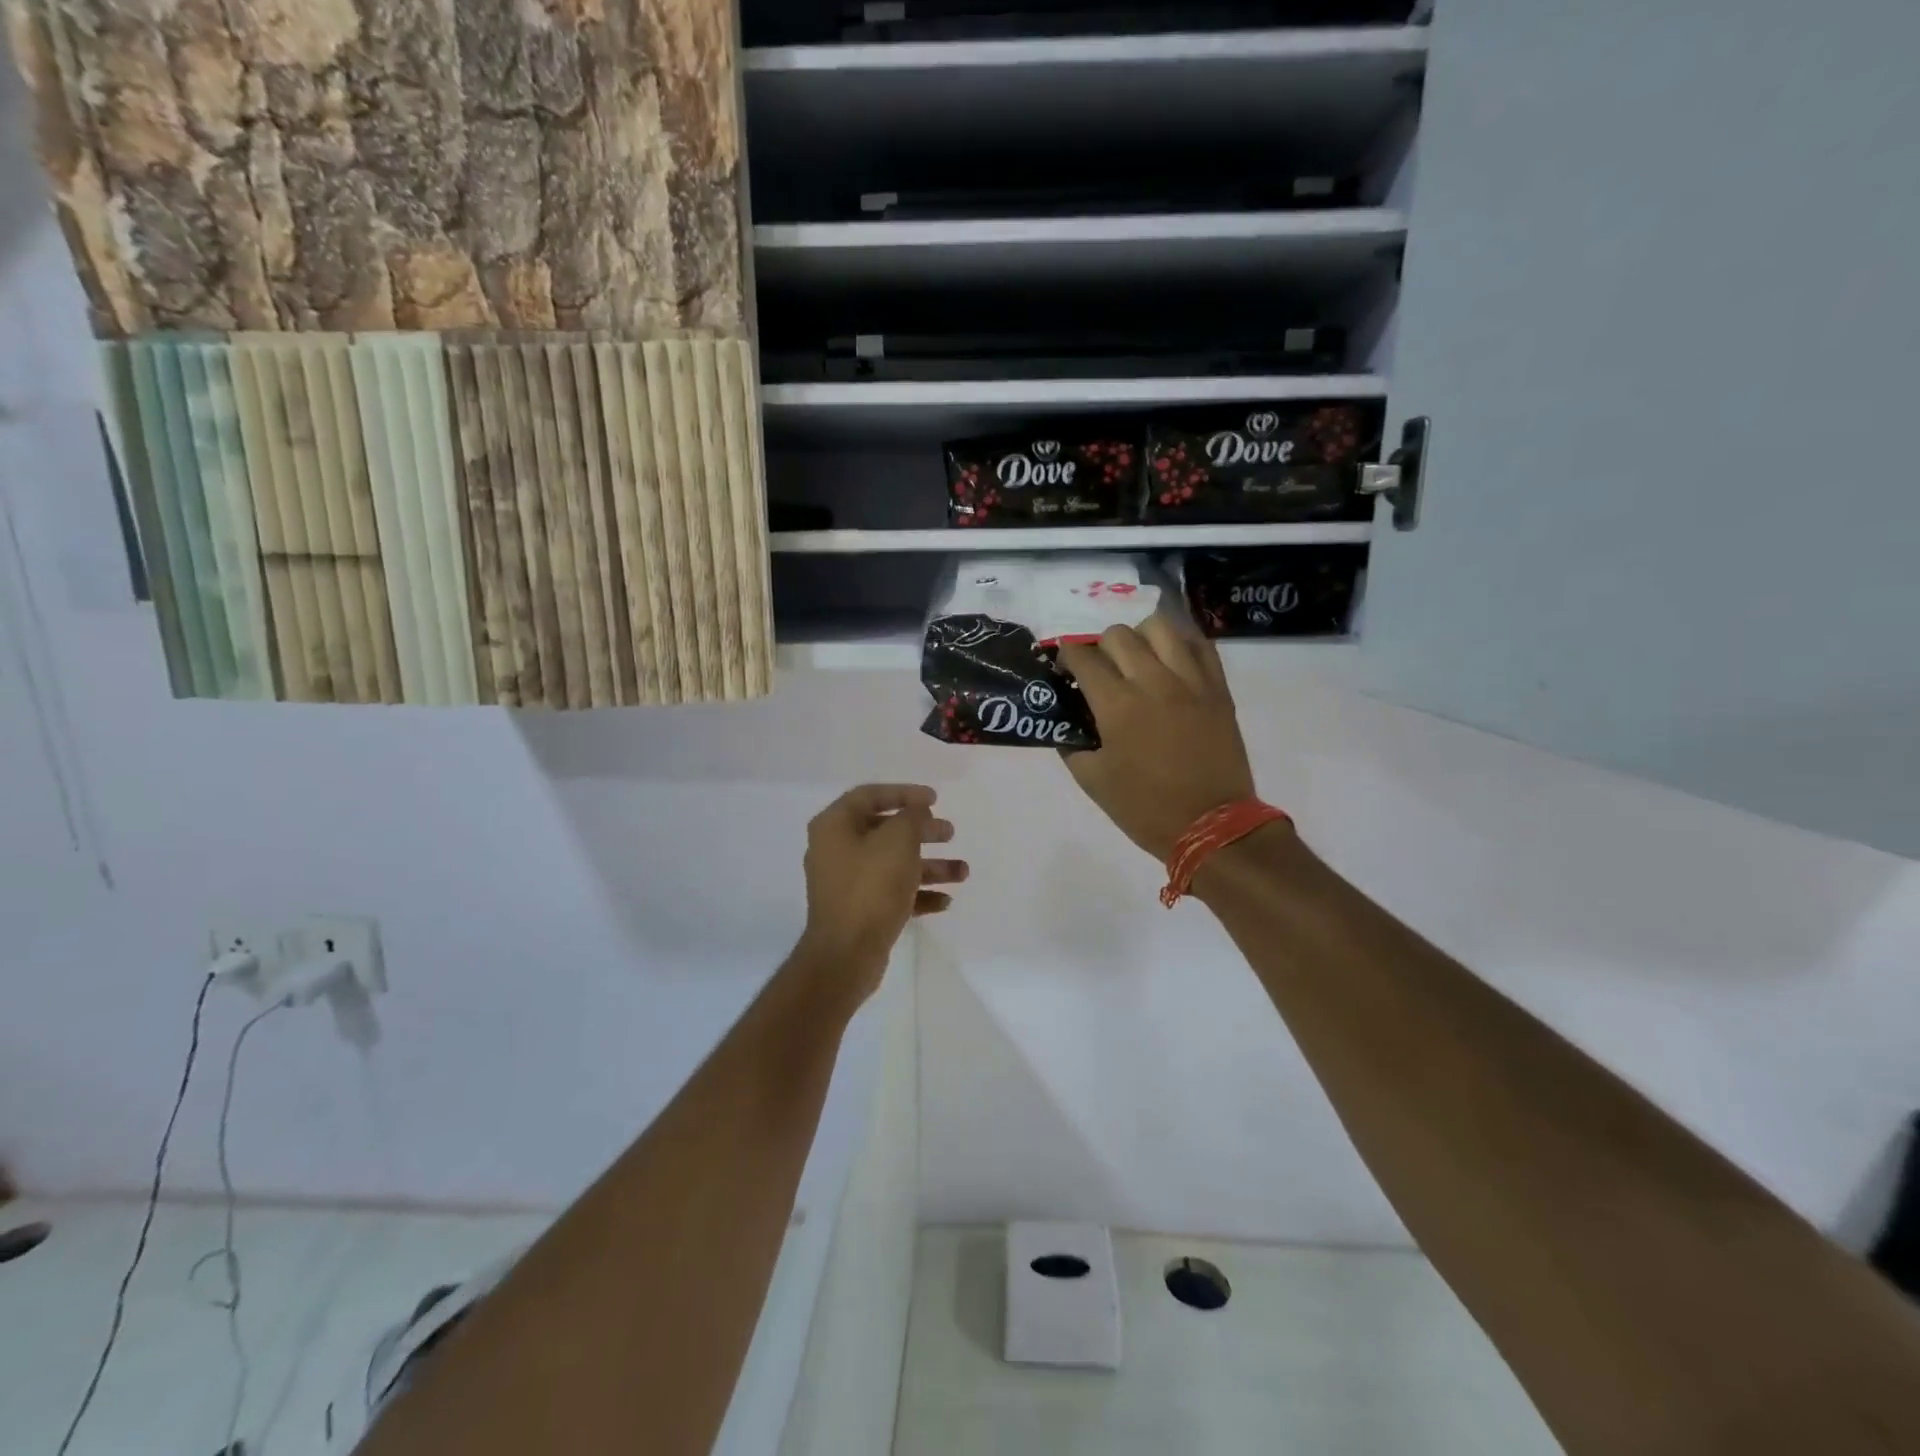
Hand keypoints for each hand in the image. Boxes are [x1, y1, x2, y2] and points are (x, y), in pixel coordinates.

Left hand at [796, 784, 967, 993]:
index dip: (904, 793)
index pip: (870, 795)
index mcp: (835, 826)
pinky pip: (892, 893)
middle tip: (950, 832)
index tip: (935, 799)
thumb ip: (912, 817)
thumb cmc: (871, 887)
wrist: (846, 954)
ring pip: (893, 864)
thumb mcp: (898, 841)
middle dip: (922, 831)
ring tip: (962, 872)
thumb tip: (917, 811)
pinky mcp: (859, 911)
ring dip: (929, 865)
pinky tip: (945, 901)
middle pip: (885, 830)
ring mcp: (847, 883)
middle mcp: (836, 850)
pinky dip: (918, 893)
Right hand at [1057, 620, 1256, 861]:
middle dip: (1099, 646)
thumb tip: (1067, 724)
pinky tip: (1171, 660)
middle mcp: (1153, 681)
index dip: (1066, 656)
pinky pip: (1199, 645)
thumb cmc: (1145, 808)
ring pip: (1160, 627)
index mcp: (1117, 705)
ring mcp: (1190, 681)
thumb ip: (1072, 745)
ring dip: (1139, 637)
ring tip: (1137, 658)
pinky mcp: (1218, 688)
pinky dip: (1180, 643)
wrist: (1211, 826)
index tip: (1064, 668)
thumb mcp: (1093, 781)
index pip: (1083, 658)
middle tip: (1100, 669)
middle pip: (1118, 635)